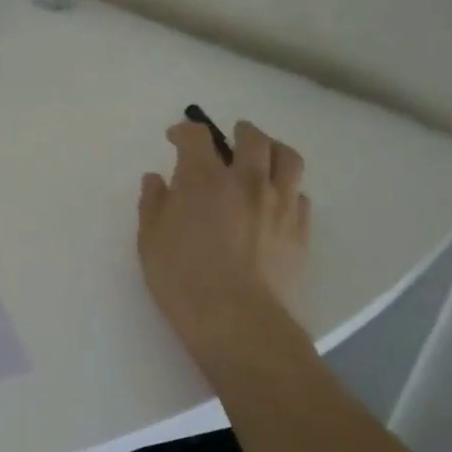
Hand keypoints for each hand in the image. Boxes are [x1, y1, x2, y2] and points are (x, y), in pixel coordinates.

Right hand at [137, 119, 309, 355]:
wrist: (238, 320)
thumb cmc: (183, 281)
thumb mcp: (151, 242)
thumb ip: (153, 204)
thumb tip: (156, 179)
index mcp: (204, 179)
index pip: (196, 137)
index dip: (184, 131)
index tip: (175, 138)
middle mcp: (247, 181)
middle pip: (252, 137)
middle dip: (239, 130)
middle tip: (230, 136)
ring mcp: (279, 203)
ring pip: (287, 158)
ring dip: (273, 148)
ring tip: (265, 155)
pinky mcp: (300, 228)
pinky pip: (301, 194)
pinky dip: (288, 188)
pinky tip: (278, 199)